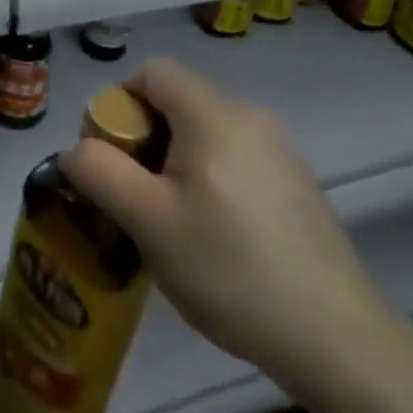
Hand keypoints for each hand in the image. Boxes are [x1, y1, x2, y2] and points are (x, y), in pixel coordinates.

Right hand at [61, 58, 399, 400]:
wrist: (338, 340)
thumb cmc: (231, 269)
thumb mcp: (149, 222)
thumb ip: (100, 172)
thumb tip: (75, 151)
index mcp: (213, 114)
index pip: (152, 72)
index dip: (119, 102)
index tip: (111, 156)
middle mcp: (249, 116)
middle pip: (178, 102)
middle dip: (144, 139)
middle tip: (134, 196)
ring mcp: (280, 150)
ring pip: (205, 133)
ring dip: (174, 162)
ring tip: (169, 222)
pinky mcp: (298, 185)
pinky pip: (235, 158)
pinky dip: (209, 179)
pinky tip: (215, 238)